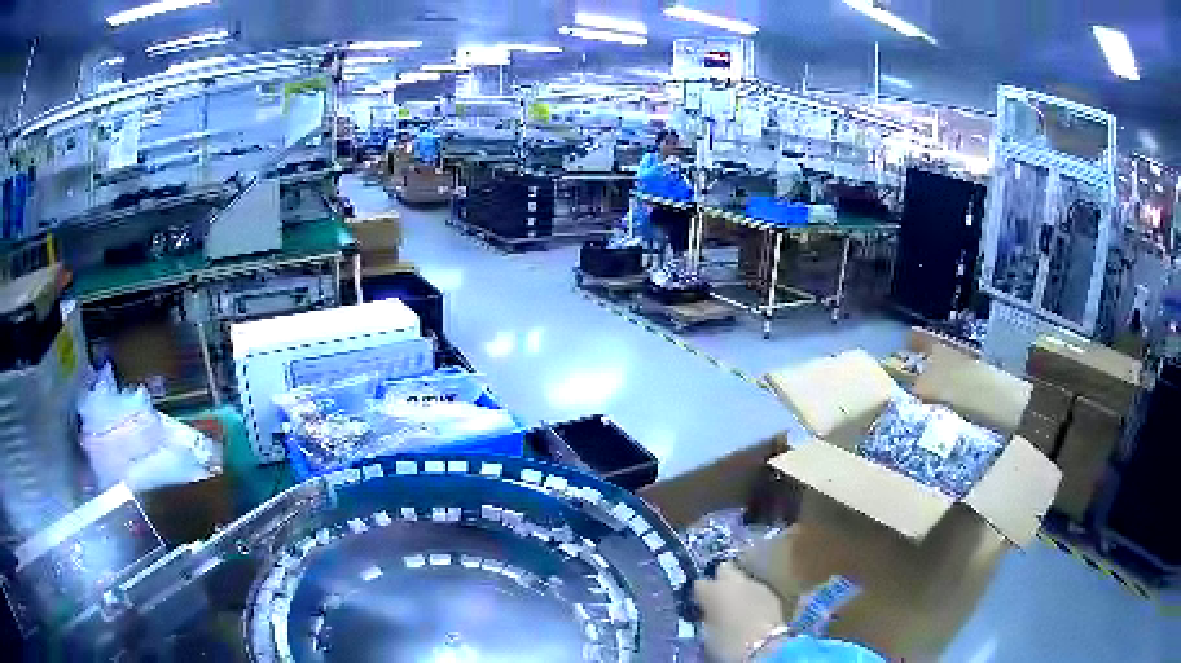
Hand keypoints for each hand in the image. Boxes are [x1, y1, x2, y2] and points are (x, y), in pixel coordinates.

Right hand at [694, 562, 785, 662]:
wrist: (765, 646)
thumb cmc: (728, 642)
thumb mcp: (707, 632)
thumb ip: (707, 616)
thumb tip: (708, 613)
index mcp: (713, 590)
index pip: (699, 584)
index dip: (700, 594)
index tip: (700, 604)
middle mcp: (734, 582)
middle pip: (724, 570)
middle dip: (722, 579)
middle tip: (719, 597)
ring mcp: (756, 585)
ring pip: (743, 580)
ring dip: (740, 590)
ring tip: (738, 607)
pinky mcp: (772, 594)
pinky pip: (757, 591)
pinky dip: (753, 598)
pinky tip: (753, 612)